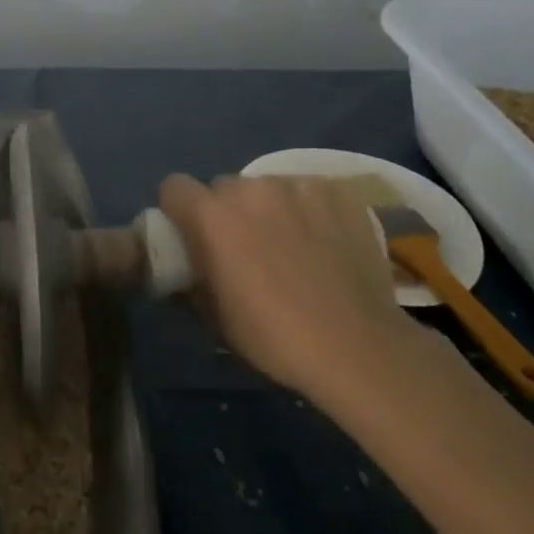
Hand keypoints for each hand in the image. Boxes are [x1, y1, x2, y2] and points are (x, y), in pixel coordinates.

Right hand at [159, 175, 419, 409]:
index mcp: (211, 216)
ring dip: (270, 209)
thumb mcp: (215, 318)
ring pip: (268, 188)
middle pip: (224, 187)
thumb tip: (184, 270)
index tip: (193, 236)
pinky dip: (310, 210)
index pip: (175, 188)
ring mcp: (297, 186)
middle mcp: (249, 188)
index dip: (180, 210)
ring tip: (294, 246)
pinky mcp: (336, 191)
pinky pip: (309, 191)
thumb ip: (190, 281)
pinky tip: (326, 241)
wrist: (358, 347)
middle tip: (247, 249)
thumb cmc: (275, 337)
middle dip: (228, 212)